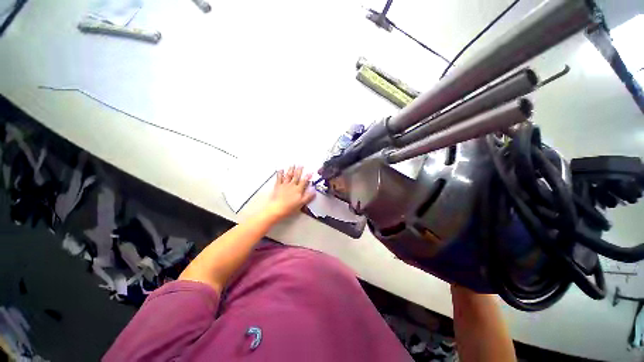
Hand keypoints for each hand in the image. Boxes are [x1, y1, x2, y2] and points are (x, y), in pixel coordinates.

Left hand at [264, 166, 315, 220]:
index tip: (310, 172)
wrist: (277, 208)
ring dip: (291, 169)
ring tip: (293, 165)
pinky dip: (280, 173)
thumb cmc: (289, 207)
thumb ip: (308, 196)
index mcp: (298, 189)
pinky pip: (279, 178)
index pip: (304, 181)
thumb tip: (314, 191)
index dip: (307, 176)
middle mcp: (292, 185)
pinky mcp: (278, 186)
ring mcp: (284, 185)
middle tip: (301, 165)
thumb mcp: (301, 203)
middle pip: (296, 176)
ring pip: (289, 175)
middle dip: (299, 170)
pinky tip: (281, 169)